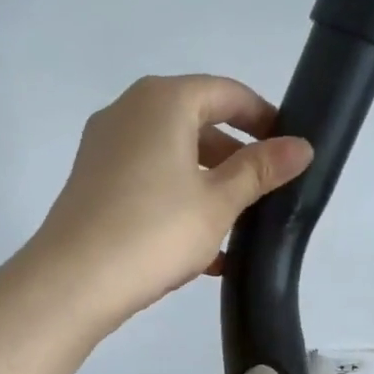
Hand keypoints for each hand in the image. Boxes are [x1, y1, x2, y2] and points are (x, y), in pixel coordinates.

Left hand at [28, 75, 312, 327]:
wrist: (72, 281)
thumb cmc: (155, 230)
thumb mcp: (219, 201)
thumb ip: (261, 170)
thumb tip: (301, 146)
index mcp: (163, 101)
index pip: (227, 93)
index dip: (263, 117)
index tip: (288, 147)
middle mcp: (129, 111)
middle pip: (196, 121)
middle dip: (235, 156)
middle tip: (266, 189)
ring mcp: (105, 146)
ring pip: (171, 154)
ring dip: (208, 184)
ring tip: (238, 226)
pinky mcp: (92, 180)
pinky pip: (147, 178)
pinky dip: (177, 199)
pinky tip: (202, 250)